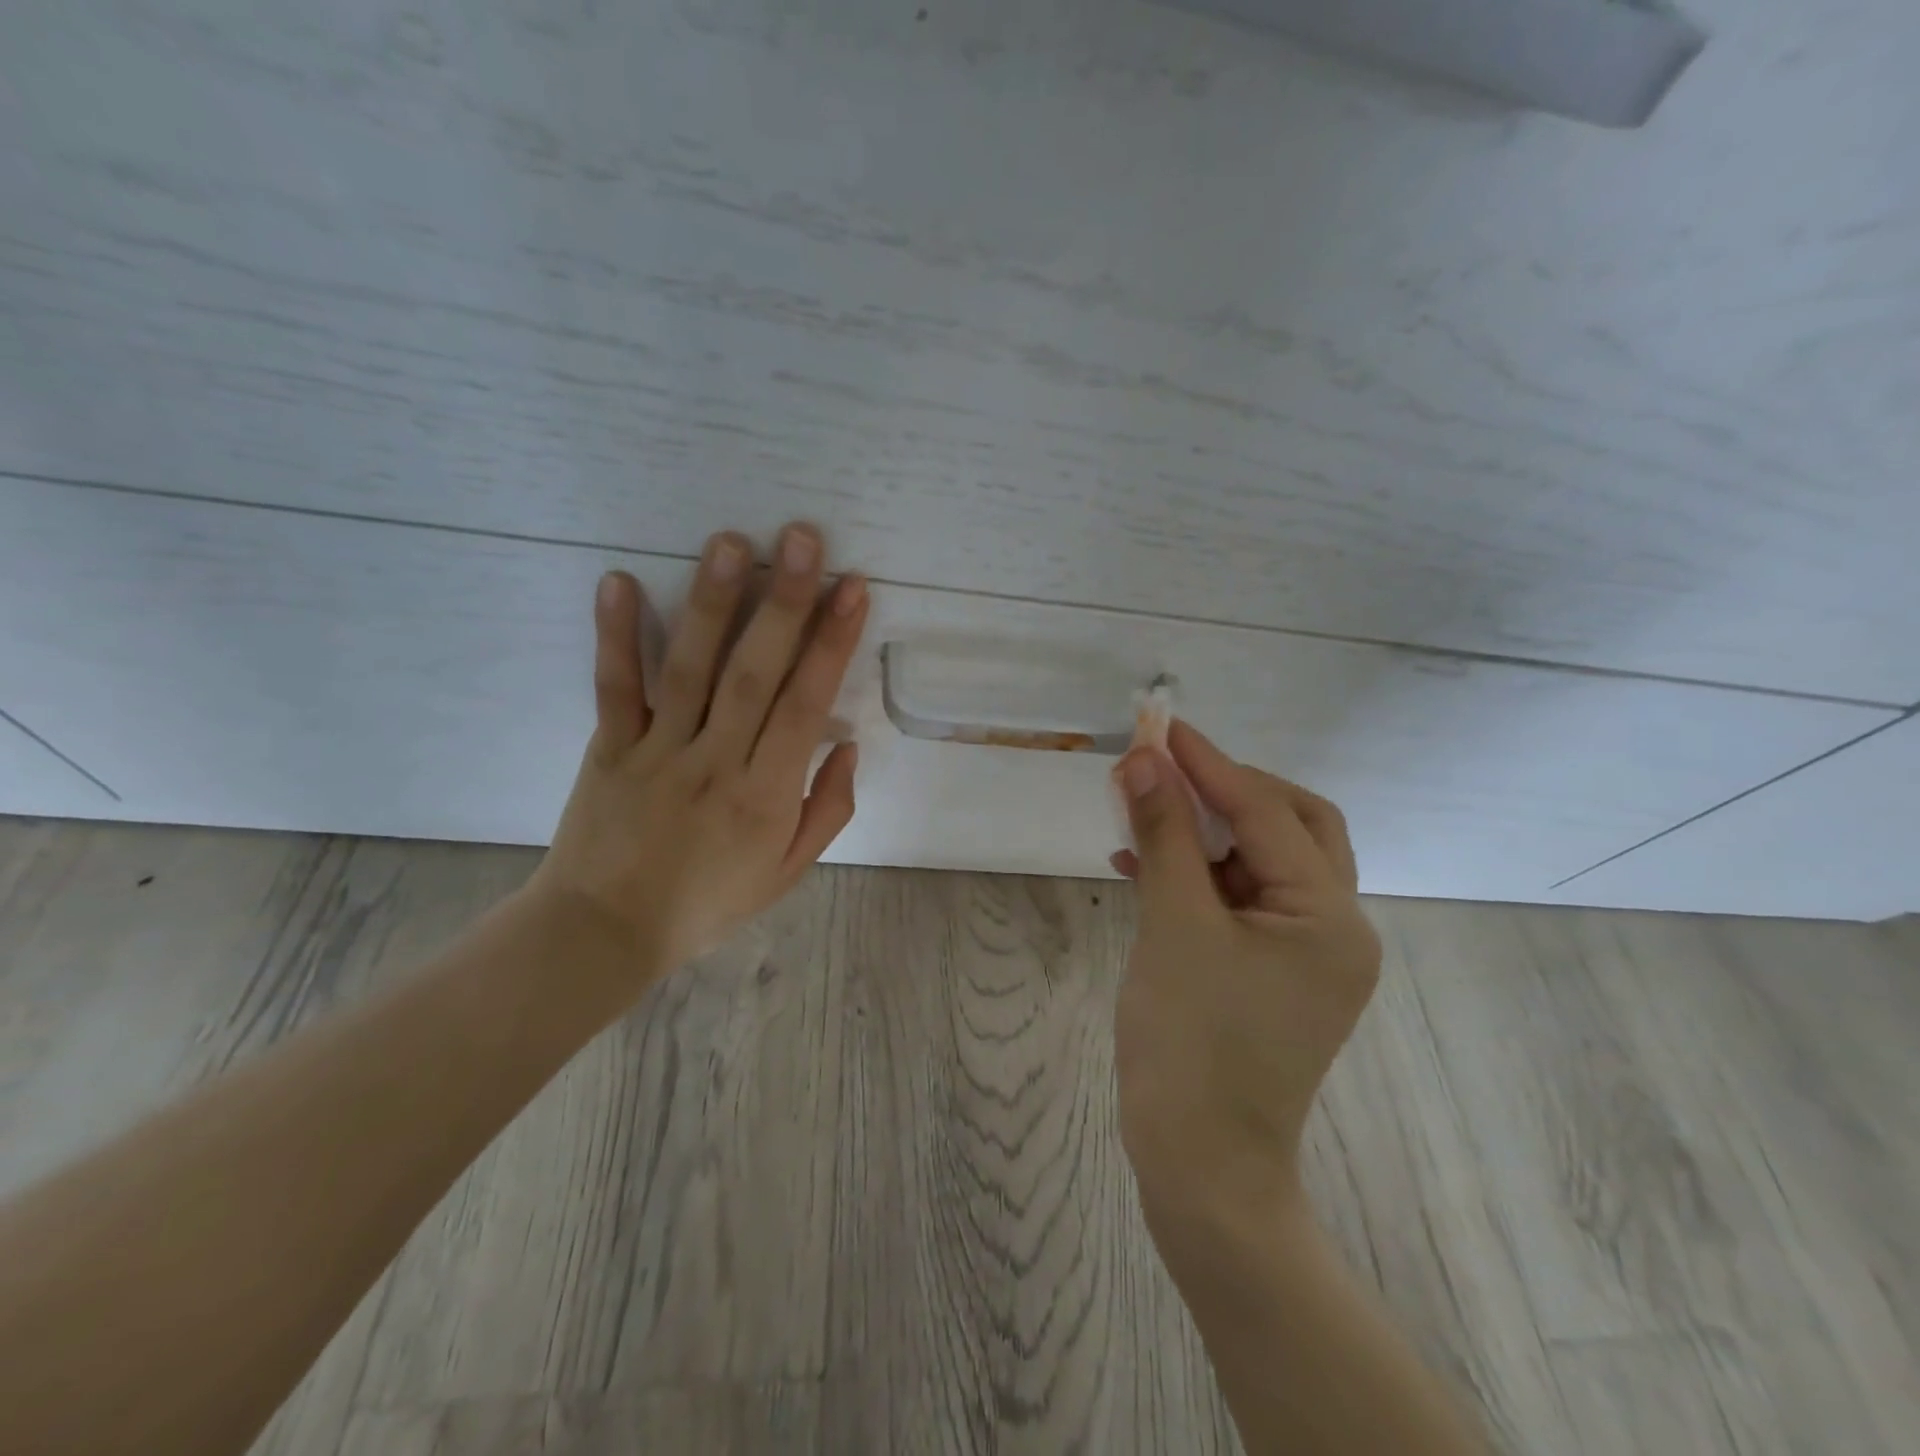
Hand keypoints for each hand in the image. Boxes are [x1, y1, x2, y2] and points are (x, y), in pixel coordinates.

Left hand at [526, 522, 868, 997]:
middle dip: (784, 603)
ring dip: (713, 603)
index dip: (831, 644)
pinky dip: (615, 635)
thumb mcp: (787, 871)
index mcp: (766, 795)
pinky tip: (621, 581)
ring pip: (690, 669)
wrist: (605, 932)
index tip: (852, 589)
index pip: (805, 705)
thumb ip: (827, 809)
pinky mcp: (609, 747)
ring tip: (732, 542)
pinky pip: (615, 688)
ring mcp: (658, 751)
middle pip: (755, 674)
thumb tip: (847, 742)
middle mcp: (715, 762)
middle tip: (802, 539)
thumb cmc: (707, 901)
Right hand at [1109, 721, 1380, 1256]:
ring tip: (1143, 811)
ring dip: (1205, 832)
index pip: (1267, 812)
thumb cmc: (1191, 1043)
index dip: (1209, 764)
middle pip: (1289, 826)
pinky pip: (1239, 901)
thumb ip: (1163, 834)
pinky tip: (1142, 867)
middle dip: (1226, 790)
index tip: (1161, 727)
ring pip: (1260, 862)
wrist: (1200, 1164)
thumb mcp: (1173, 925)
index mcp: (1328, 916)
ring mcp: (1305, 954)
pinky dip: (1197, 876)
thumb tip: (1142, 760)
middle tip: (1168, 769)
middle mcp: (1333, 927)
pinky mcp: (1272, 973)